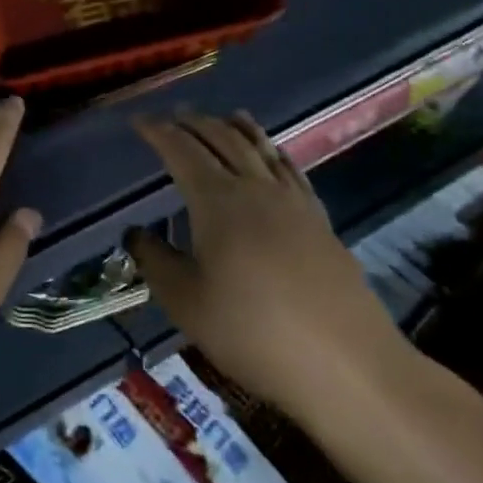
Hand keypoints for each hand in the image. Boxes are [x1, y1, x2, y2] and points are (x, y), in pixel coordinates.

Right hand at [127, 109, 413, 415]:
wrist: (346, 366)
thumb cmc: (252, 332)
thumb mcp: (185, 301)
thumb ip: (154, 260)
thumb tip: (136, 233)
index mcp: (217, 201)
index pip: (181, 151)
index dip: (158, 132)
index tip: (138, 122)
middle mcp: (255, 190)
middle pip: (222, 140)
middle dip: (194, 123)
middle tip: (172, 117)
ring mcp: (294, 204)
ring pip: (261, 149)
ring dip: (236, 129)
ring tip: (225, 116)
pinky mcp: (321, 223)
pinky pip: (291, 171)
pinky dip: (274, 153)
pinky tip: (274, 157)